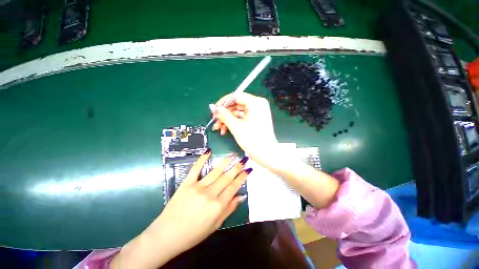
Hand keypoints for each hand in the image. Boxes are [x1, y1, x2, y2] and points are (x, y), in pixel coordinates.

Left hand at [110, 150, 250, 268]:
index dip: (242, 178)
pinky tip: (208, 151)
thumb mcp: (215, 226)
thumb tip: (240, 197)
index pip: (233, 187)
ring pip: (215, 172)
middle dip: (237, 168)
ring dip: (225, 162)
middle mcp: (210, 194)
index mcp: (218, 206)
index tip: (248, 170)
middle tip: (243, 160)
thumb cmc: (193, 233)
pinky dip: (202, 159)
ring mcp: (197, 187)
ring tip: (232, 155)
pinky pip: (195, 169)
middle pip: (226, 178)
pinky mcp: (186, 183)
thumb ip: (228, 210)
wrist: (167, 235)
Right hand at [210, 93, 281, 169]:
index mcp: (255, 102)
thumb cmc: (252, 140)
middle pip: (236, 105)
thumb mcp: (236, 127)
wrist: (267, 155)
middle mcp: (257, 105)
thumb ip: (224, 115)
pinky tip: (225, 130)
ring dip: (227, 120)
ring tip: (218, 129)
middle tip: (214, 122)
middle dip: (224, 114)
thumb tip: (213, 107)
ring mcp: (257, 113)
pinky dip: (234, 123)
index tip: (214, 111)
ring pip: (238, 112)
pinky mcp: (255, 120)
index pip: (236, 96)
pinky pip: (242, 118)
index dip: (223, 103)